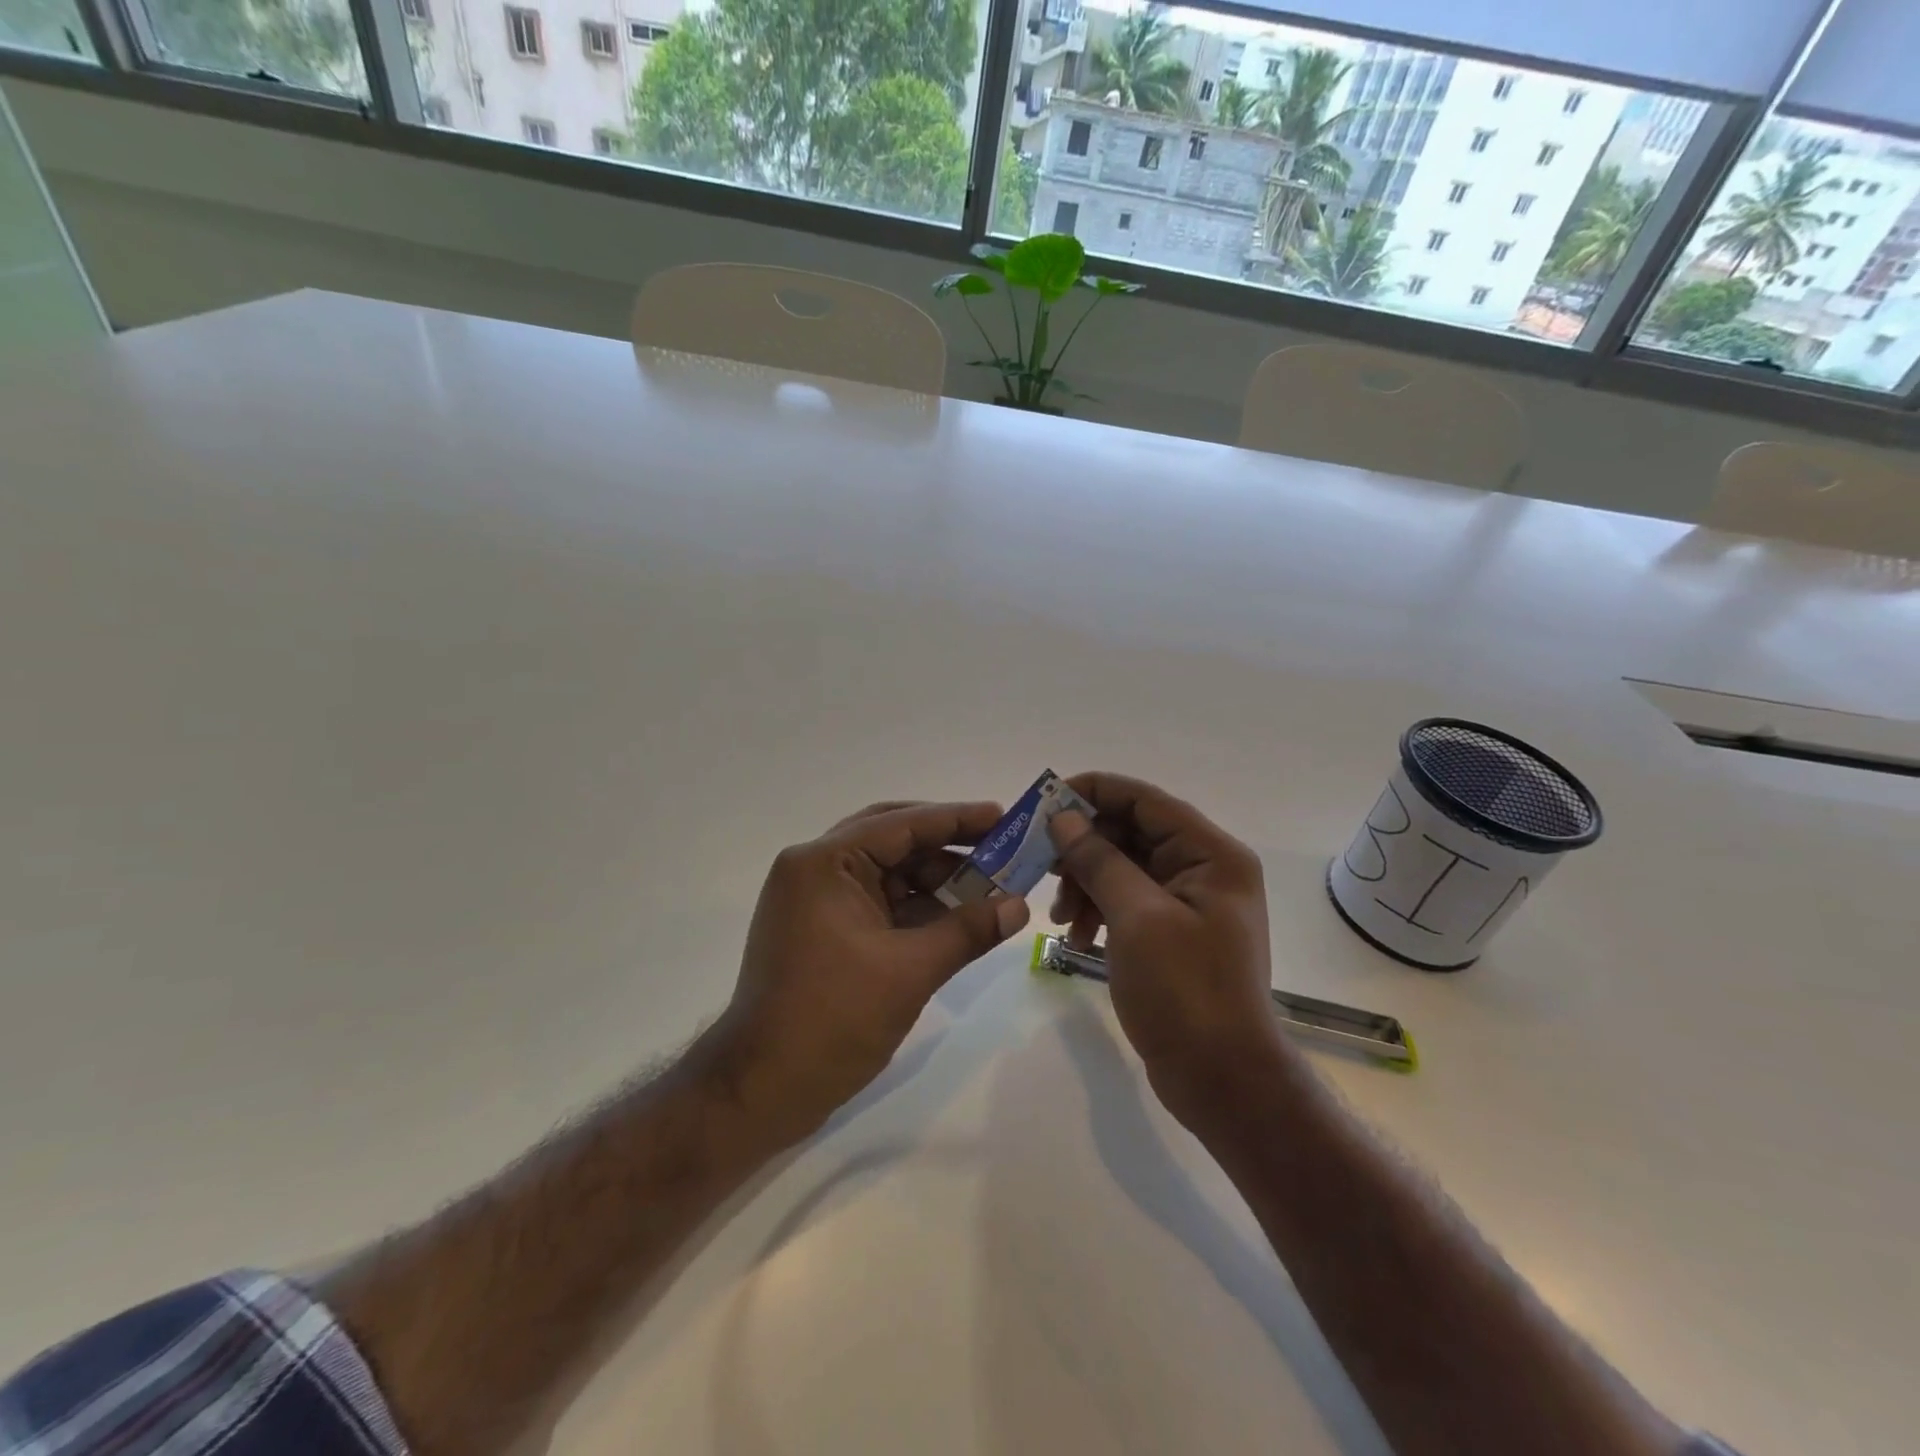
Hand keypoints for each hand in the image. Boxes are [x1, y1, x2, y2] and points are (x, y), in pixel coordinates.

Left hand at [702, 800, 1031, 1144]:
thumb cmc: (832, 1020)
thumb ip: (967, 931)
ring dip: (936, 881)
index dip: (956, 819)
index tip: (1003, 816)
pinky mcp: (822, 931)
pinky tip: (956, 919)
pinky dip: (916, 908)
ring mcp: (816, 901)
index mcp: (825, 863)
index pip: (901, 824)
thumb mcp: (910, 971)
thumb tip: (1020, 906)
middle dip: (948, 847)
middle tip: (999, 849)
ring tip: (989, 889)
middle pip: (893, 841)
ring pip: (888, 874)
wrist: (760, 1090)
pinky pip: (878, 904)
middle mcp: (816, 870)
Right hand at [1047, 773, 1283, 1119]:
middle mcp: (1204, 868)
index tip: (1044, 804)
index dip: (1092, 793)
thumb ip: (1099, 859)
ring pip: (1123, 868)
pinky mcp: (1173, 931)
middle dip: (1083, 850)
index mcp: (1211, 854)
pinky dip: (1098, 911)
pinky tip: (1076, 938)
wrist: (1222, 1080)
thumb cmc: (1185, 991)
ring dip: (1085, 884)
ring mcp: (1189, 902)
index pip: (1144, 800)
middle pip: (1131, 833)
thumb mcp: (1136, 918)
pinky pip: (1127, 901)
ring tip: (1059, 919)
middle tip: (1041, 868)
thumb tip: (1063, 817)